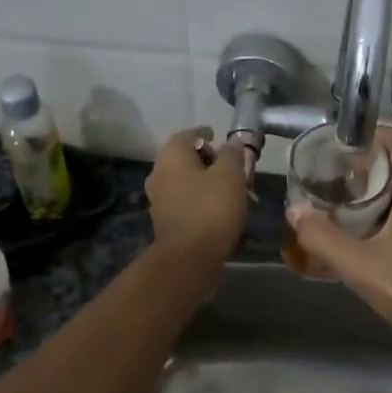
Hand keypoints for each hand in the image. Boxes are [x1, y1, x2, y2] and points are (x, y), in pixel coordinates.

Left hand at [146, 126, 250, 265]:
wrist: (188, 258)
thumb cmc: (211, 209)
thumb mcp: (231, 175)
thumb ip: (233, 154)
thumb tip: (232, 143)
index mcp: (172, 156)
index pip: (189, 134)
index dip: (207, 134)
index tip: (222, 139)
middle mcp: (159, 172)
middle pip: (186, 158)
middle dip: (210, 160)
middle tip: (233, 168)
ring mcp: (159, 198)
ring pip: (186, 180)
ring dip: (206, 181)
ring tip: (231, 190)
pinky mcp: (165, 220)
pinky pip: (185, 200)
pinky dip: (200, 199)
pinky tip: (219, 209)